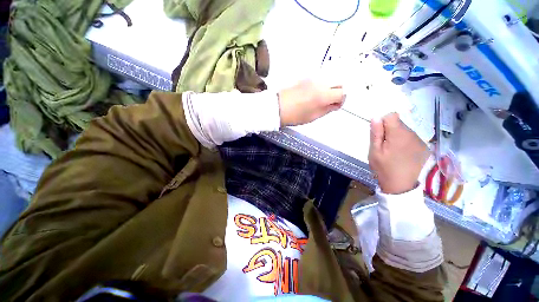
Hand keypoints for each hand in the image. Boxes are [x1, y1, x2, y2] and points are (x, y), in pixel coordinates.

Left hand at [277, 80, 344, 126]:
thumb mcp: (313, 116)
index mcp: (323, 95)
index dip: (341, 100)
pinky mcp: (305, 77)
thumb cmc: (295, 115)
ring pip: (330, 79)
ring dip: (330, 88)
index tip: (335, 106)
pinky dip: (321, 85)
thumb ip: (327, 109)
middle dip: (338, 92)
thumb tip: (335, 104)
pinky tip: (313, 94)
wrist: (278, 107)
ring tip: (320, 98)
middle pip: (339, 82)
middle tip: (330, 102)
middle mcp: (320, 83)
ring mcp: (312, 78)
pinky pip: (319, 79)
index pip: (342, 93)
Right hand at [368, 113, 428, 193]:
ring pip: (405, 130)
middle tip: (384, 145)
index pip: (392, 116)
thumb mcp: (374, 151)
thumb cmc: (383, 168)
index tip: (379, 133)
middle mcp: (412, 135)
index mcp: (399, 135)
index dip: (383, 122)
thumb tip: (376, 117)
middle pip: (399, 123)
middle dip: (389, 130)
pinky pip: (412, 137)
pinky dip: (405, 141)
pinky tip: (401, 153)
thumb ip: (376, 133)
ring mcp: (420, 141)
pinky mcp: (424, 147)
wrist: (400, 185)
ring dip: (397, 135)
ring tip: (392, 150)